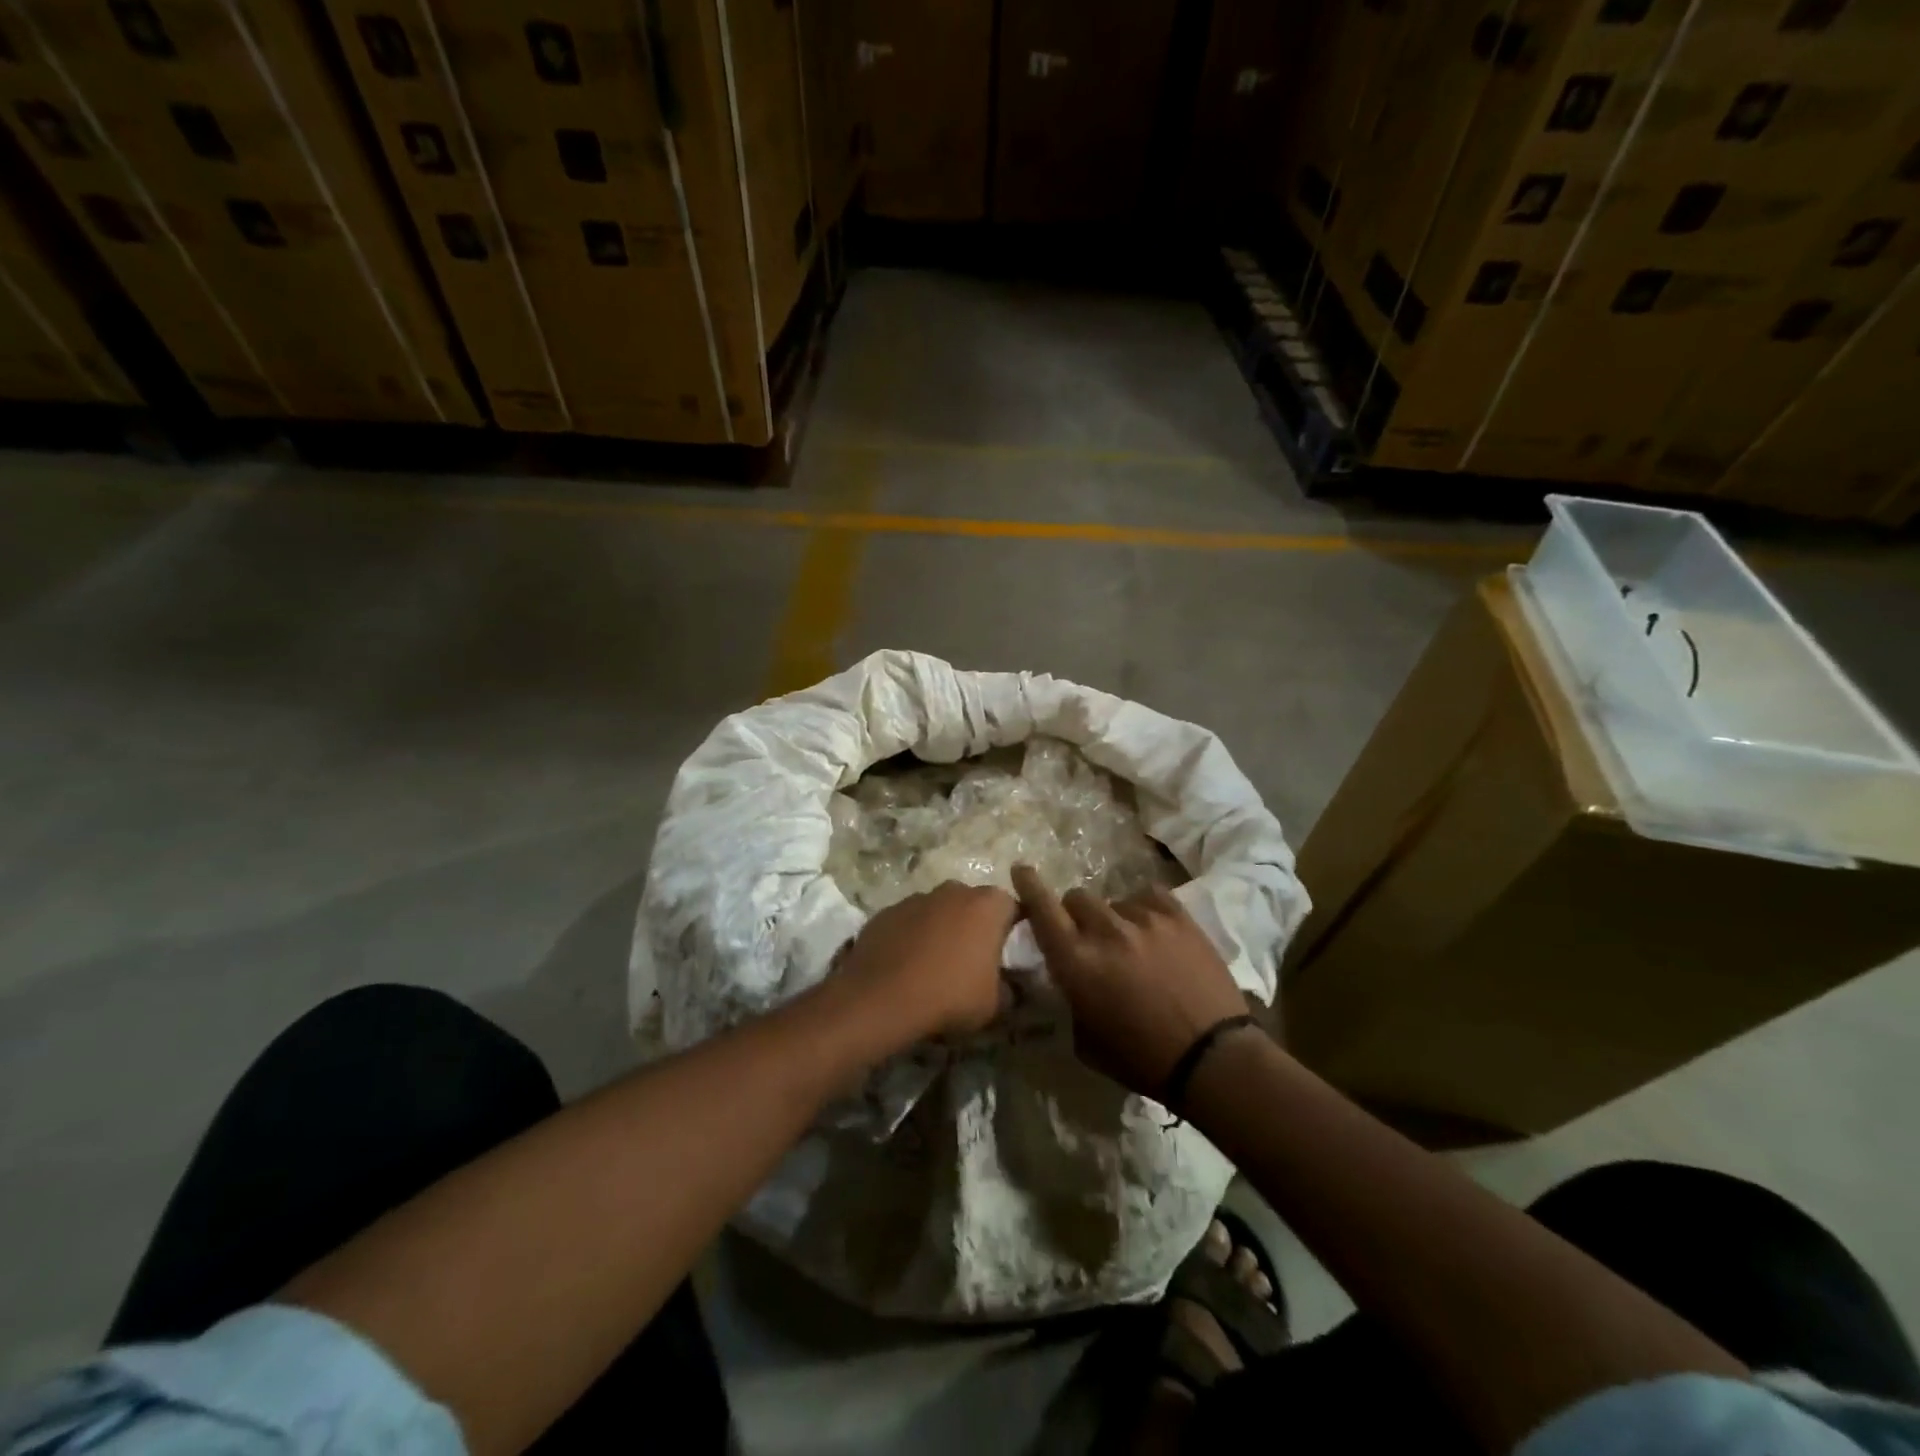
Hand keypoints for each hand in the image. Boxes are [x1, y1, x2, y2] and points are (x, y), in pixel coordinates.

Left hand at [833, 882, 1018, 1056]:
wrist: (882, 998)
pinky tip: (905, 965)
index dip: (1010, 929)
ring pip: (938, 910)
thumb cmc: (950, 995)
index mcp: (987, 905)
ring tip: (934, 964)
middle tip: (970, 959)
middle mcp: (953, 891)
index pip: (1011, 907)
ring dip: (940, 928)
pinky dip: (911, 936)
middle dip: (973, 925)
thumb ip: (1007, 988)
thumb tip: (1008, 987)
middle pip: (972, 903)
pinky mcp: (887, 911)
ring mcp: (916, 898)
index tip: (1005, 953)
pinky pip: (908, 921)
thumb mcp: (994, 1004)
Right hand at [1013, 865, 1250, 1098]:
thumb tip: (1067, 977)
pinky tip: (1154, 931)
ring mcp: (1144, 919)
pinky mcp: (1178, 916)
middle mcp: (1105, 932)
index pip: (1042, 909)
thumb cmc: (1142, 1059)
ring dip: (1114, 919)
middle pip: (1077, 898)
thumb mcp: (1085, 1040)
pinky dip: (1144, 910)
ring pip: (1114, 900)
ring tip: (1134, 943)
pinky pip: (1148, 896)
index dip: (1029, 885)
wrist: (1212, 1058)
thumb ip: (1070, 997)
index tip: (1022, 869)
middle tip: (1091, 938)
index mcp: (1076, 963)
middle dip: (1077, 916)